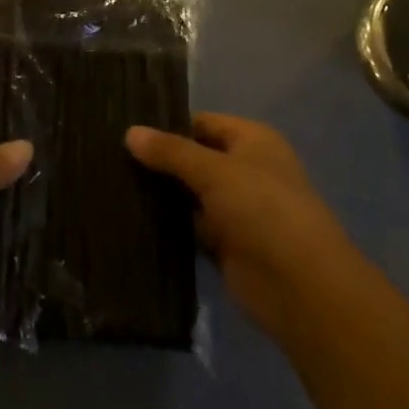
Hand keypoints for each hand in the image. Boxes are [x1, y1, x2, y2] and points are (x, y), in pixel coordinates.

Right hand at [126, 114, 360, 342]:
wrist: (299, 286)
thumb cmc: (262, 209)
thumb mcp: (214, 171)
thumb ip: (171, 152)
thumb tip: (129, 132)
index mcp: (252, 141)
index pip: (202, 123)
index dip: (168, 124)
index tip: (125, 128)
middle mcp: (245, 169)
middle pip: (194, 158)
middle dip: (158, 160)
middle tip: (109, 157)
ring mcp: (235, 208)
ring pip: (188, 193)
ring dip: (160, 193)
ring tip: (111, 184)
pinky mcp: (225, 244)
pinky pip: (189, 226)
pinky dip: (167, 224)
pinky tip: (130, 218)